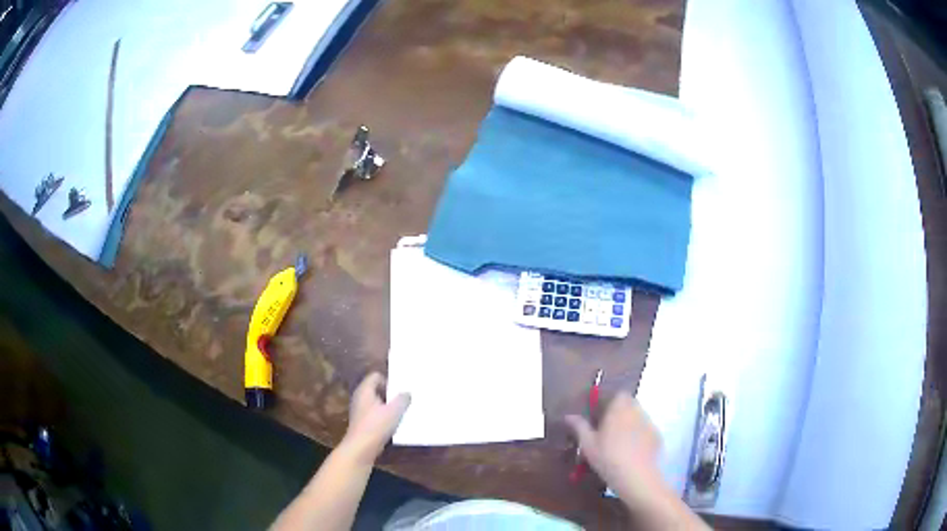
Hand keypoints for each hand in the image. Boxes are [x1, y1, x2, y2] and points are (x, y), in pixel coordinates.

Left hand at [340, 372, 410, 466]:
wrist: (361, 448)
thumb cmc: (376, 426)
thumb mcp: (394, 411)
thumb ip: (402, 399)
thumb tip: (406, 393)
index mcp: (365, 390)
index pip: (376, 376)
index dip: (389, 379)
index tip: (402, 387)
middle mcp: (360, 398)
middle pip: (377, 389)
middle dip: (391, 393)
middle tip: (406, 397)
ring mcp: (360, 411)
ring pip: (377, 403)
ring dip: (389, 406)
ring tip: (403, 411)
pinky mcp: (363, 423)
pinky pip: (376, 414)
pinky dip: (384, 417)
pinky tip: (395, 424)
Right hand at [565, 391, 667, 507]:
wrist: (636, 476)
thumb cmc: (608, 457)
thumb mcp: (588, 444)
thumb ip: (579, 427)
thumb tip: (568, 416)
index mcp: (619, 408)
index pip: (617, 394)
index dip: (609, 402)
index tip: (600, 415)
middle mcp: (636, 411)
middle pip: (629, 404)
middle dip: (619, 412)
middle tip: (607, 429)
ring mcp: (649, 423)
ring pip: (638, 417)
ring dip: (630, 423)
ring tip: (619, 442)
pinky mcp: (657, 436)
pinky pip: (646, 430)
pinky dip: (639, 436)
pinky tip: (632, 452)